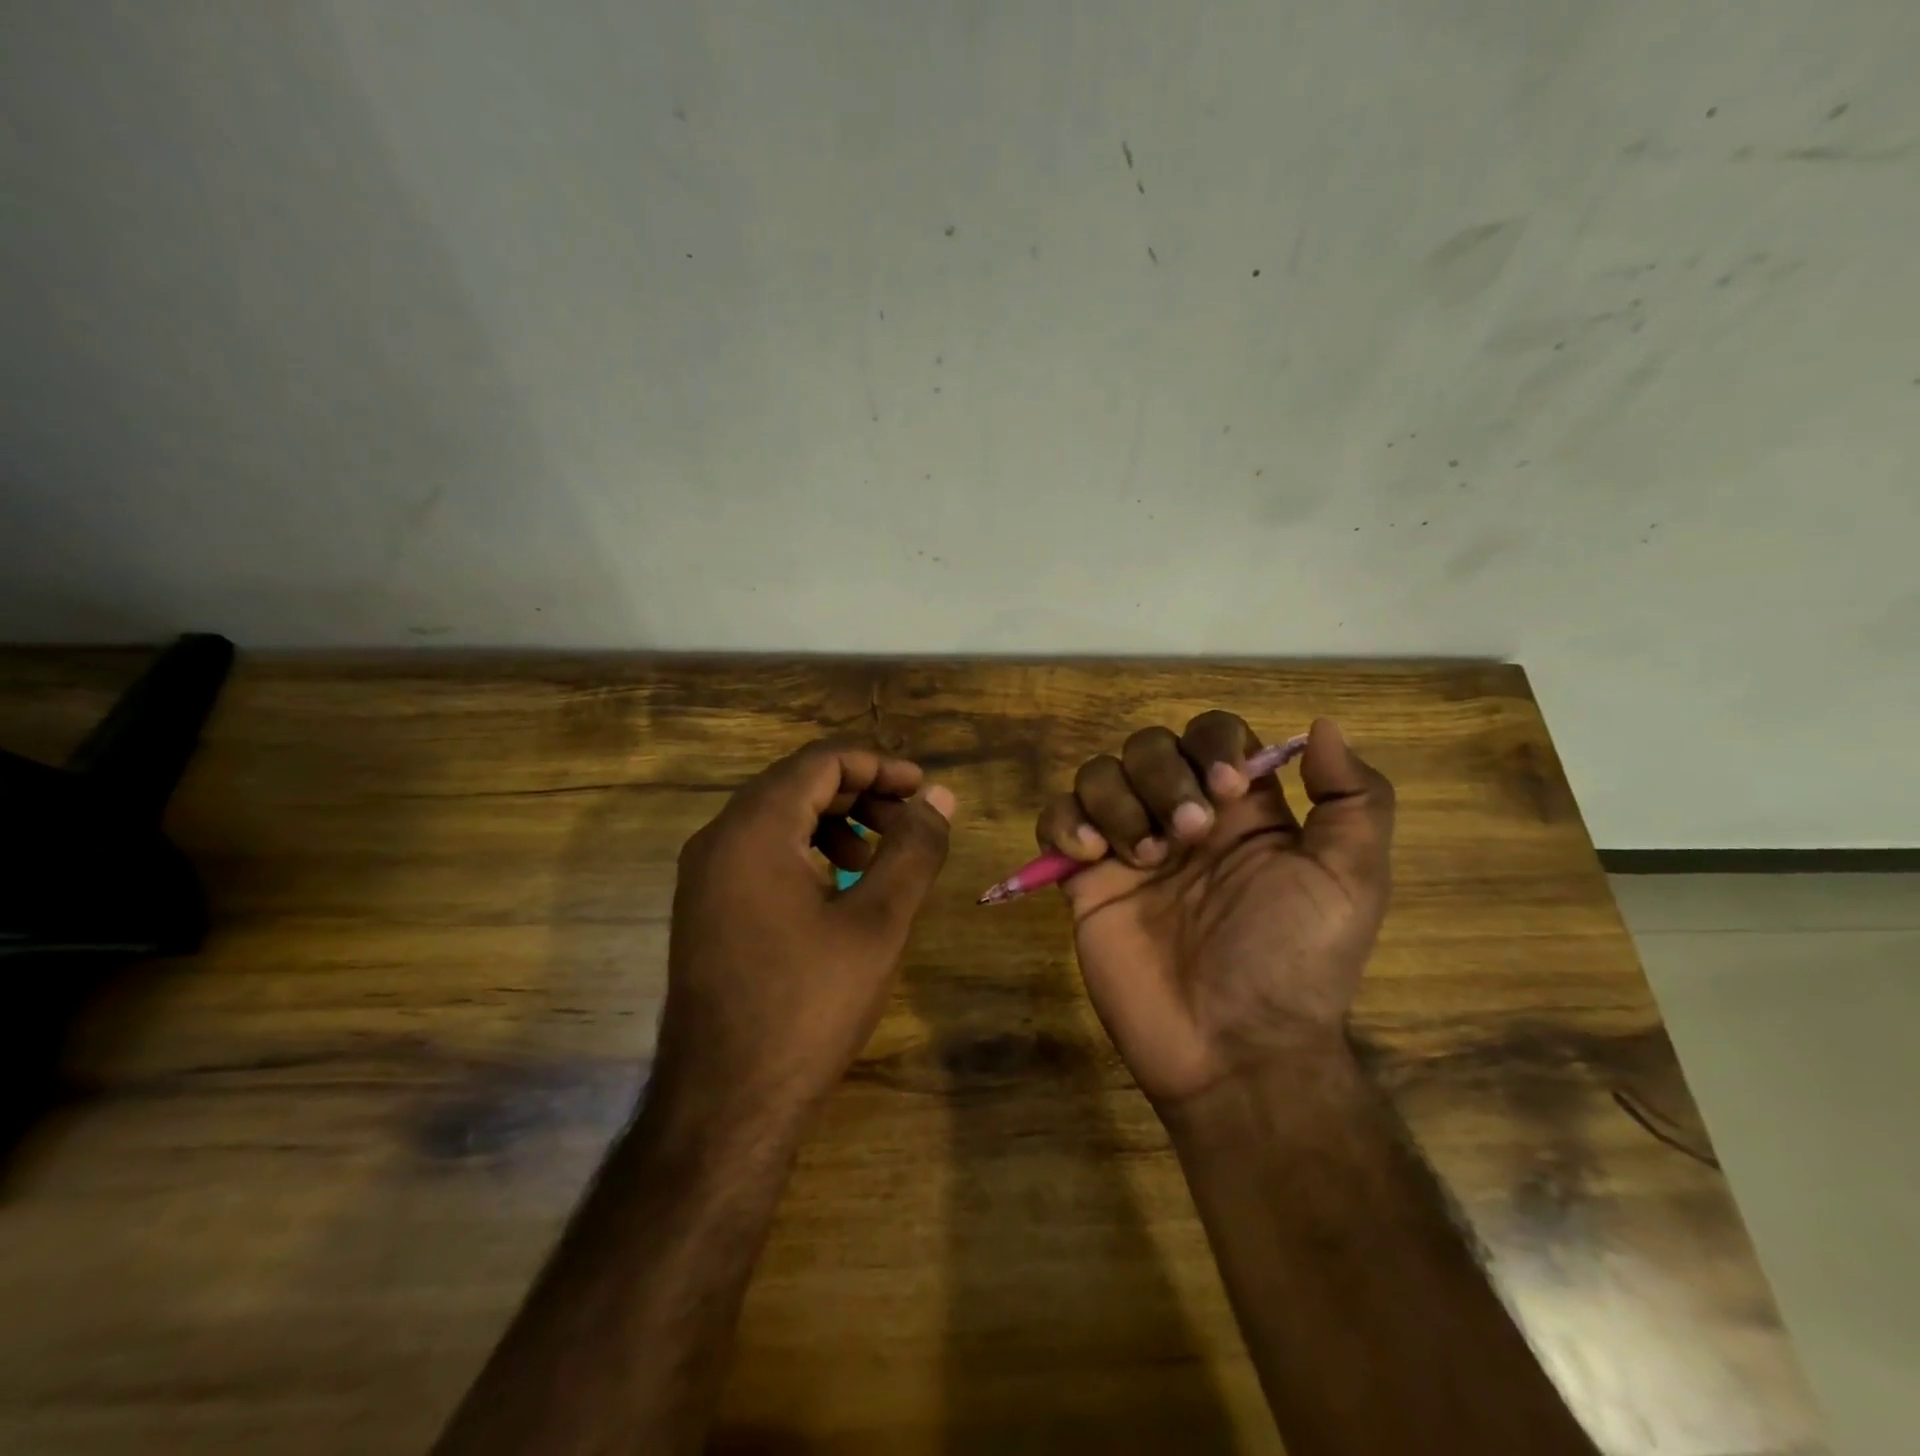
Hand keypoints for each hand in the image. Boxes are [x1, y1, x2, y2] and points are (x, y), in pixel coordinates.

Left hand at [657, 741, 954, 1118]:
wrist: (725, 1104)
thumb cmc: (808, 1005)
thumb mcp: (878, 921)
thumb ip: (913, 849)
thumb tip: (941, 796)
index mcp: (754, 829)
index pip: (821, 762)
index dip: (879, 765)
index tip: (923, 789)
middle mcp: (718, 839)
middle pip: (796, 784)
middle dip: (859, 792)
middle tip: (909, 821)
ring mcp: (703, 876)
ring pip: (776, 818)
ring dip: (833, 822)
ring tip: (875, 857)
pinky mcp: (704, 908)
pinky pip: (758, 853)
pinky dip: (804, 851)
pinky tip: (836, 889)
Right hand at [1036, 715, 1393, 1105]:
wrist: (1232, 1049)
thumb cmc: (1294, 963)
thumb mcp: (1351, 882)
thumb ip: (1353, 798)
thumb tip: (1323, 726)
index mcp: (1243, 810)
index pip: (1213, 735)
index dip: (1212, 745)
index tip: (1226, 790)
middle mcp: (1182, 817)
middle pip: (1150, 746)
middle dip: (1163, 777)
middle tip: (1184, 838)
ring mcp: (1128, 846)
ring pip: (1099, 774)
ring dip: (1117, 801)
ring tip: (1141, 858)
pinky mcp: (1085, 880)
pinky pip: (1056, 819)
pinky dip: (1064, 822)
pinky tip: (1089, 857)